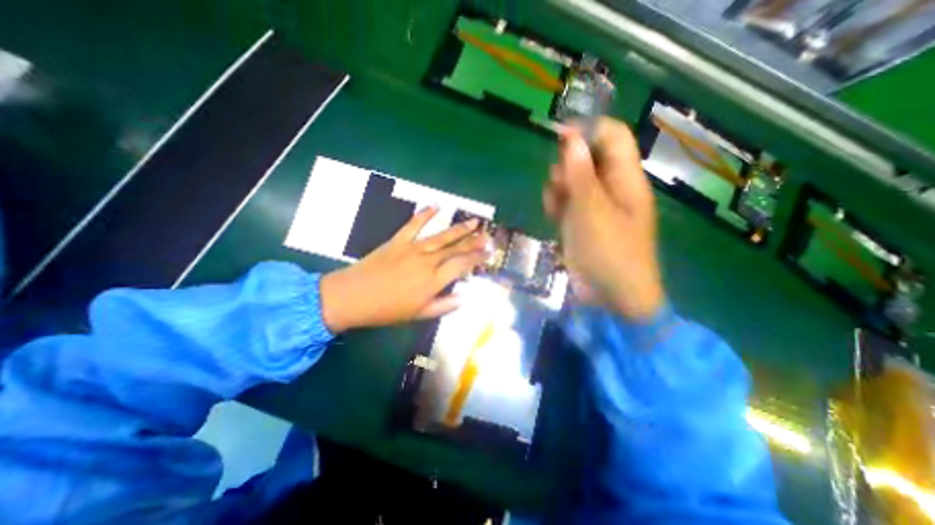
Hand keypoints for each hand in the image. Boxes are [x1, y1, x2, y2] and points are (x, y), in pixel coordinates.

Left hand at [320, 205, 485, 331]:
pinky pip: (414, 224)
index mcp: (433, 281)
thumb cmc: (386, 310)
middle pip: (455, 249)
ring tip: (474, 222)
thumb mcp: (417, 315)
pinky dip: (425, 214)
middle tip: (488, 235)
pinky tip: (436, 205)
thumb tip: (463, 298)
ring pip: (441, 236)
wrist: (352, 296)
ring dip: (459, 228)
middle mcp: (427, 261)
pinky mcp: (398, 241)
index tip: (489, 251)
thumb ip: (442, 306)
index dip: (477, 258)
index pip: (461, 265)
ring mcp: (412, 248)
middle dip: (474, 242)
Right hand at [541, 118, 664, 319]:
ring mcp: (596, 206)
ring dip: (559, 188)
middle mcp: (612, 188)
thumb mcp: (592, 211)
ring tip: (555, 205)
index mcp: (625, 179)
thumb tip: (572, 139)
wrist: (611, 296)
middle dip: (568, 166)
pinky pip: (567, 202)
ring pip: (573, 181)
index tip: (558, 136)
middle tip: (559, 185)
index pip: (612, 137)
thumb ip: (581, 175)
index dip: (587, 130)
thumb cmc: (609, 252)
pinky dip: (558, 205)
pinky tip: (554, 216)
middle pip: (588, 158)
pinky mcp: (582, 221)